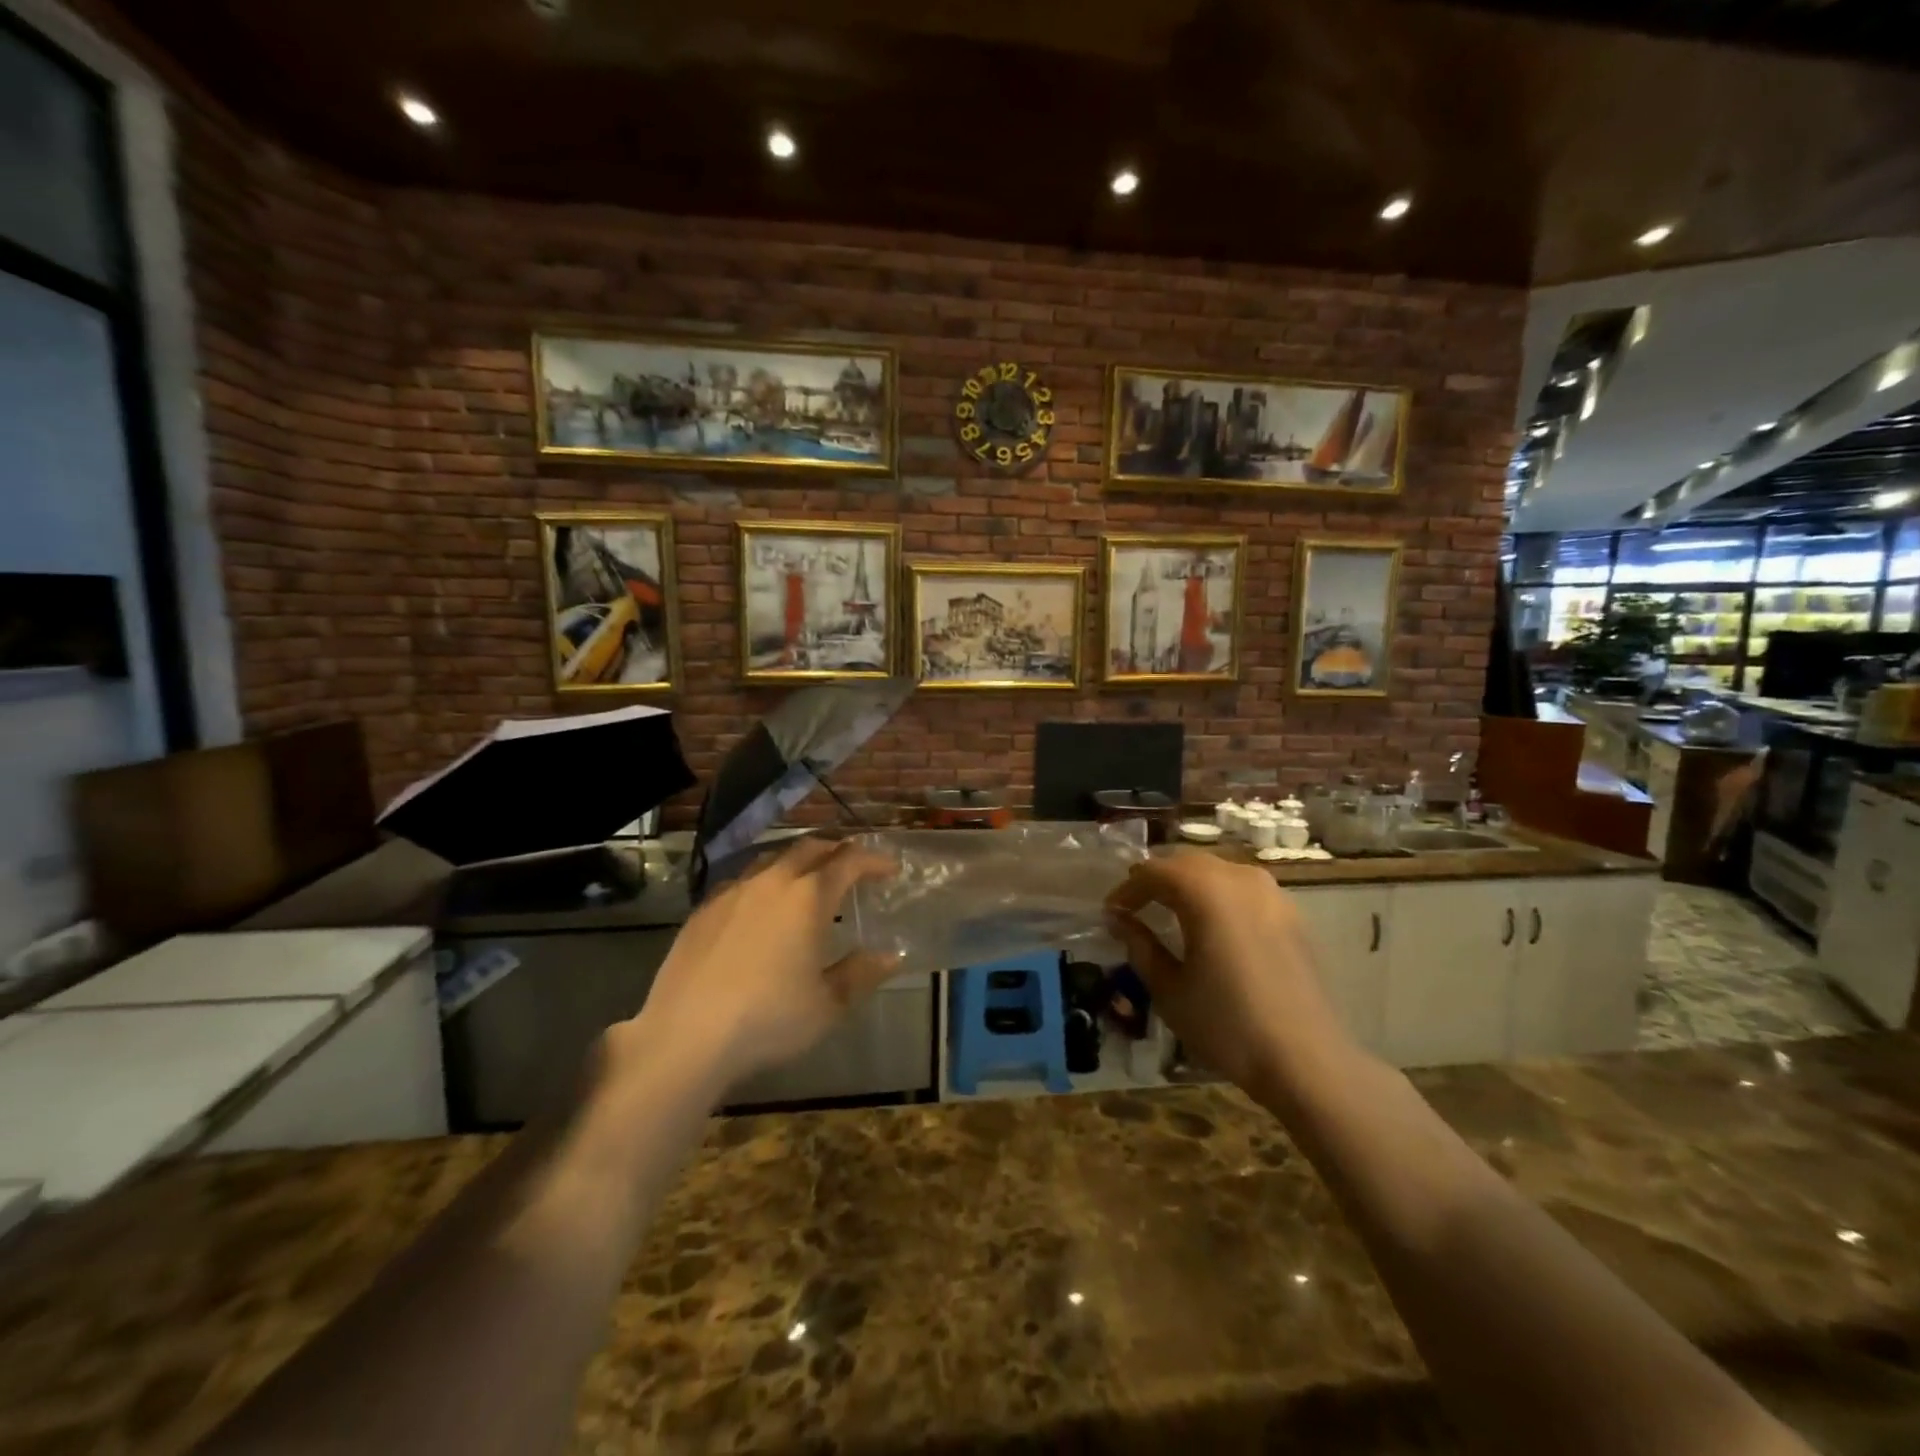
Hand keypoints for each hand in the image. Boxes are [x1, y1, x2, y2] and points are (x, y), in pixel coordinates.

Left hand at [619, 838, 899, 1092]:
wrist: (687, 1036)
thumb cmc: (770, 1019)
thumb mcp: (828, 1005)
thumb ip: (861, 974)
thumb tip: (889, 956)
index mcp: (809, 898)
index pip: (849, 861)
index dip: (874, 860)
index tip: (890, 869)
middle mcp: (772, 882)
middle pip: (810, 848)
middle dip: (836, 850)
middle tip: (852, 866)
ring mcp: (733, 892)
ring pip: (773, 859)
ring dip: (798, 861)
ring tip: (808, 880)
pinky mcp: (704, 909)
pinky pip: (743, 881)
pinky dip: (764, 882)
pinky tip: (761, 907)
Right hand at [1106, 854, 1355, 1098]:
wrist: (1304, 1059)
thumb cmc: (1226, 1023)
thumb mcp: (1169, 988)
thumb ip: (1139, 945)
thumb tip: (1118, 919)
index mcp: (1204, 890)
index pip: (1153, 871)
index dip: (1127, 889)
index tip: (1111, 913)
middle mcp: (1238, 878)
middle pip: (1186, 862)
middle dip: (1157, 879)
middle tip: (1135, 907)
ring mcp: (1271, 893)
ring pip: (1217, 870)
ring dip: (1188, 883)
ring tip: (1170, 911)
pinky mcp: (1290, 913)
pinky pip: (1243, 887)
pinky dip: (1218, 894)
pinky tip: (1211, 923)